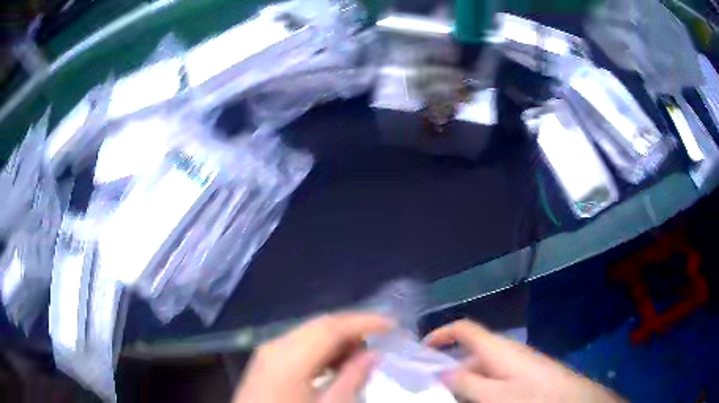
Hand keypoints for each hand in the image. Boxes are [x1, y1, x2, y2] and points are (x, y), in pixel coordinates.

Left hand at [232, 313, 392, 402]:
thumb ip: (352, 379)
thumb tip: (373, 353)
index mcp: (289, 357)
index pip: (332, 327)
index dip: (365, 321)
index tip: (393, 324)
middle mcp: (275, 345)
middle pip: (319, 325)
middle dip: (353, 327)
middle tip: (381, 338)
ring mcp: (267, 352)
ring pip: (309, 333)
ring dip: (337, 338)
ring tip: (361, 355)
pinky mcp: (265, 361)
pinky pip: (299, 345)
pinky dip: (321, 349)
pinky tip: (335, 364)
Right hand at [425, 320, 624, 402]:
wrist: (573, 400)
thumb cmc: (532, 397)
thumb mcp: (494, 395)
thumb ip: (466, 382)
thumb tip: (442, 370)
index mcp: (497, 348)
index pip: (465, 329)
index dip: (442, 334)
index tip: (421, 351)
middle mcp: (506, 351)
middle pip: (471, 352)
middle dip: (449, 369)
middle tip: (432, 390)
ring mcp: (517, 363)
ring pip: (482, 369)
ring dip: (465, 382)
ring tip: (452, 398)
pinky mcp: (524, 374)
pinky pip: (495, 378)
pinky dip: (481, 388)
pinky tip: (478, 400)